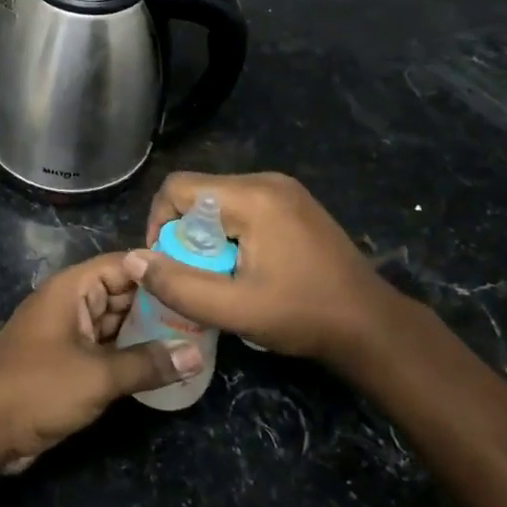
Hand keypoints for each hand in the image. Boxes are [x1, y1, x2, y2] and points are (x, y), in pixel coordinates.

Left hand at [0, 252, 201, 471]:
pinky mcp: (66, 361)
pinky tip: (163, 364)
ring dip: (147, 331)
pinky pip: (105, 348)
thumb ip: (147, 364)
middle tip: (206, 314)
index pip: (123, 264)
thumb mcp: (97, 375)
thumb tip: (196, 355)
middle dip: (160, 303)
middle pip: (122, 293)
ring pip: (115, 323)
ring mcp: (67, 333)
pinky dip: (130, 354)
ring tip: (195, 337)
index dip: (159, 268)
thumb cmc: (37, 386)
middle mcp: (70, 303)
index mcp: (72, 289)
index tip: (200, 277)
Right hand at [127, 171, 415, 367]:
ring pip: (218, 201)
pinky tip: (244, 266)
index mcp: (253, 197)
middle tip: (194, 274)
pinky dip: (228, 233)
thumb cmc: (303, 316)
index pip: (178, 187)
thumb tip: (133, 260)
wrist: (373, 327)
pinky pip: (241, 207)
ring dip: (206, 235)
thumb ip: (179, 285)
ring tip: (219, 274)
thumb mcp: (235, 309)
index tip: (167, 264)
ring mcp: (284, 190)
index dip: (159, 223)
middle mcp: (266, 180)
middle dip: (184, 233)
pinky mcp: (293, 203)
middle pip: (198, 192)